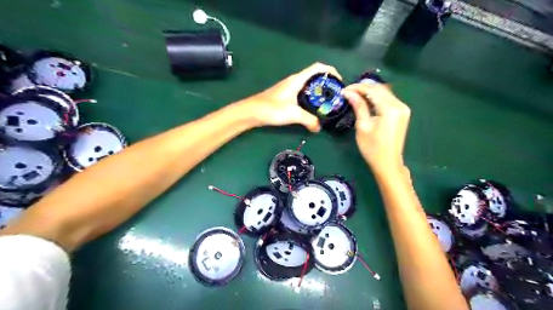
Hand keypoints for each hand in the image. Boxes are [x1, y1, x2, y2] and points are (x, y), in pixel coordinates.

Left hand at [241, 62, 341, 131]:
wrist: (251, 112)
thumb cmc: (271, 109)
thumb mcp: (293, 114)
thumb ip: (309, 120)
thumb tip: (319, 128)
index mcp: (297, 80)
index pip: (318, 67)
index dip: (331, 71)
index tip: (340, 82)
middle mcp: (294, 81)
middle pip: (315, 76)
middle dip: (327, 84)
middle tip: (336, 96)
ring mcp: (290, 88)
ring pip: (309, 85)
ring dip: (319, 92)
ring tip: (327, 103)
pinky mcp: (286, 96)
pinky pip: (303, 93)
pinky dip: (311, 98)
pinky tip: (313, 109)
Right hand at [341, 84, 409, 173]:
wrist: (388, 163)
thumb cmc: (372, 148)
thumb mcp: (363, 126)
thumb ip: (358, 106)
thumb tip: (349, 93)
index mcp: (390, 109)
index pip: (373, 90)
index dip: (358, 88)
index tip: (344, 89)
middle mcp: (399, 105)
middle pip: (380, 89)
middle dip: (364, 88)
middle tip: (348, 92)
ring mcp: (403, 109)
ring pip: (385, 93)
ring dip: (370, 92)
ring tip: (355, 95)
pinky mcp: (402, 113)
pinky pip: (388, 99)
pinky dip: (377, 98)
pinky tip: (366, 100)